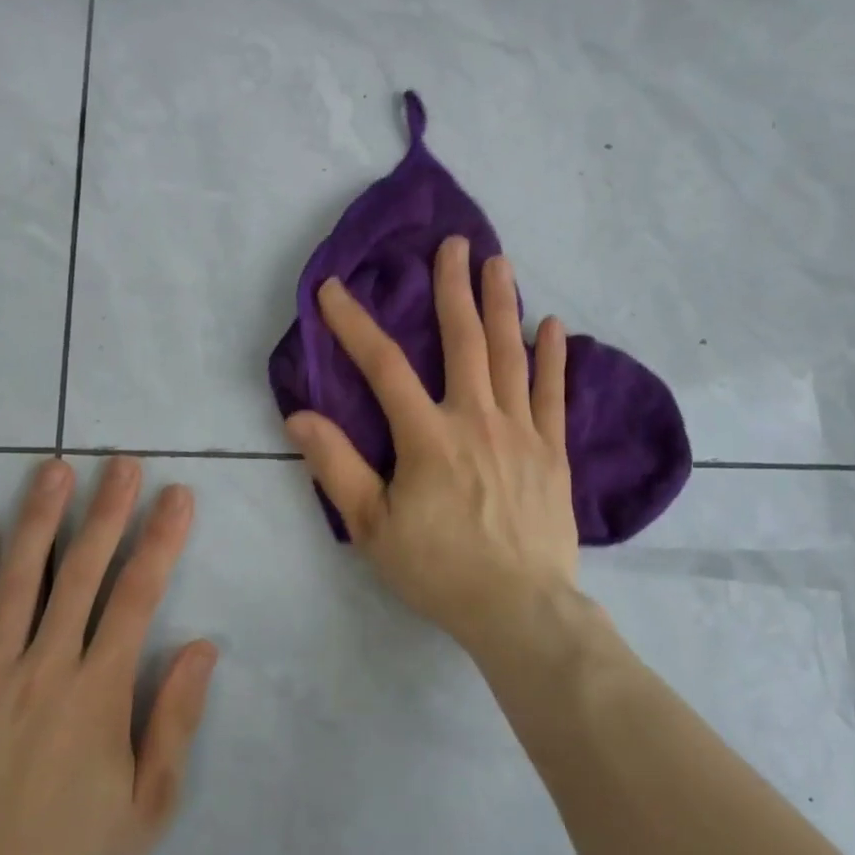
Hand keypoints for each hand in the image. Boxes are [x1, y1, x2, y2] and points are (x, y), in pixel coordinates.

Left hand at [0, 457, 217, 854]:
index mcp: (97, 691)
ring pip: (16, 583)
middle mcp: (44, 668)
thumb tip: (203, 647)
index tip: (176, 496)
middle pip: (81, 574)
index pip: (137, 596)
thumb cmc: (73, 852)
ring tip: (52, 470)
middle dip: (106, 512)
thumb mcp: (151, 803)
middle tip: (121, 462)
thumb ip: (176, 720)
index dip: (161, 540)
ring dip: (39, 521)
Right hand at [283, 235, 579, 652]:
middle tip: (453, 244)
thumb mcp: (372, 528)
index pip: (383, 367)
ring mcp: (521, 432)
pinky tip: (553, 325)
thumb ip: (336, 467)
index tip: (334, 290)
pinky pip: (554, 395)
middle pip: (464, 341)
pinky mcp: (553, 452)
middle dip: (453, 289)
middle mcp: (477, 419)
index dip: (355, 325)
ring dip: (502, 305)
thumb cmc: (439, 570)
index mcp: (428, 437)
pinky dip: (553, 358)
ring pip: (510, 356)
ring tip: (500, 263)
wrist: (520, 610)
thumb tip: (300, 416)